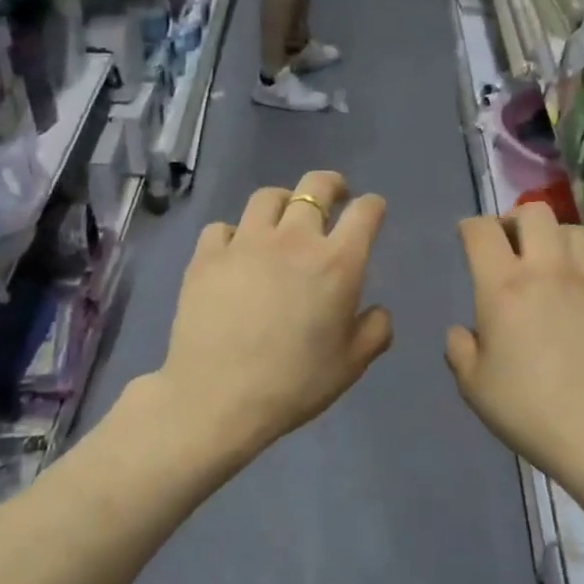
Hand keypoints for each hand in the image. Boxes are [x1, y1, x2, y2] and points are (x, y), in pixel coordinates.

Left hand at [156, 171, 392, 459]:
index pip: (365, 213)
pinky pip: (223, 227)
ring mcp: (245, 243)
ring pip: (267, 198)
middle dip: (331, 186)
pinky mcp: (206, 256)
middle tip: (334, 196)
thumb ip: (375, 331)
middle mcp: (293, 240)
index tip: (372, 212)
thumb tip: (377, 310)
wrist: (218, 398)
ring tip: (283, 220)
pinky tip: (236, 253)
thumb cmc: (294, 384)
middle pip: (315, 187)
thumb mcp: (351, 366)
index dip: (372, 207)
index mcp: (337, 263)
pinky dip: (235, 234)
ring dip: (283, 202)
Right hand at [445, 205, 583, 510]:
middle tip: (513, 248)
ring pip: (578, 232)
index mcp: (504, 288)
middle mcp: (551, 271)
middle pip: (536, 213)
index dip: (470, 228)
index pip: (481, 232)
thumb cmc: (530, 412)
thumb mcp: (474, 388)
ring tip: (556, 268)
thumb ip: (460, 350)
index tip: (468, 239)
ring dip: (559, 242)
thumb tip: (462, 331)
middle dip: (517, 221)